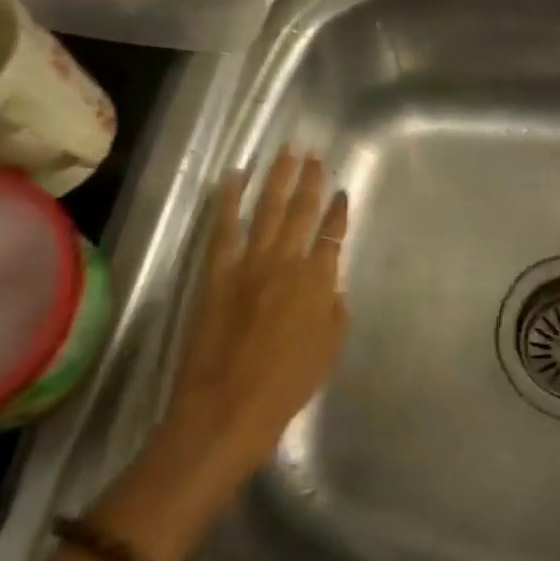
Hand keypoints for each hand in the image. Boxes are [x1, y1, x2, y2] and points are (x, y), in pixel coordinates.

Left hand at [161, 151, 349, 483]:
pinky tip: (233, 177)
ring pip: (267, 208)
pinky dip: (229, 199)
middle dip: (310, 180)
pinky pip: (224, 227)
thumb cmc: (286, 385)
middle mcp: (286, 262)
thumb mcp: (329, 350)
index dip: (339, 211)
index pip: (333, 233)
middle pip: (302, 210)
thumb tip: (331, 285)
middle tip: (314, 156)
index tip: (342, 192)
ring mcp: (249, 263)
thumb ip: (335, 310)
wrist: (227, 408)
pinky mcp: (217, 271)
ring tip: (286, 152)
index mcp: (317, 281)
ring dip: (277, 177)